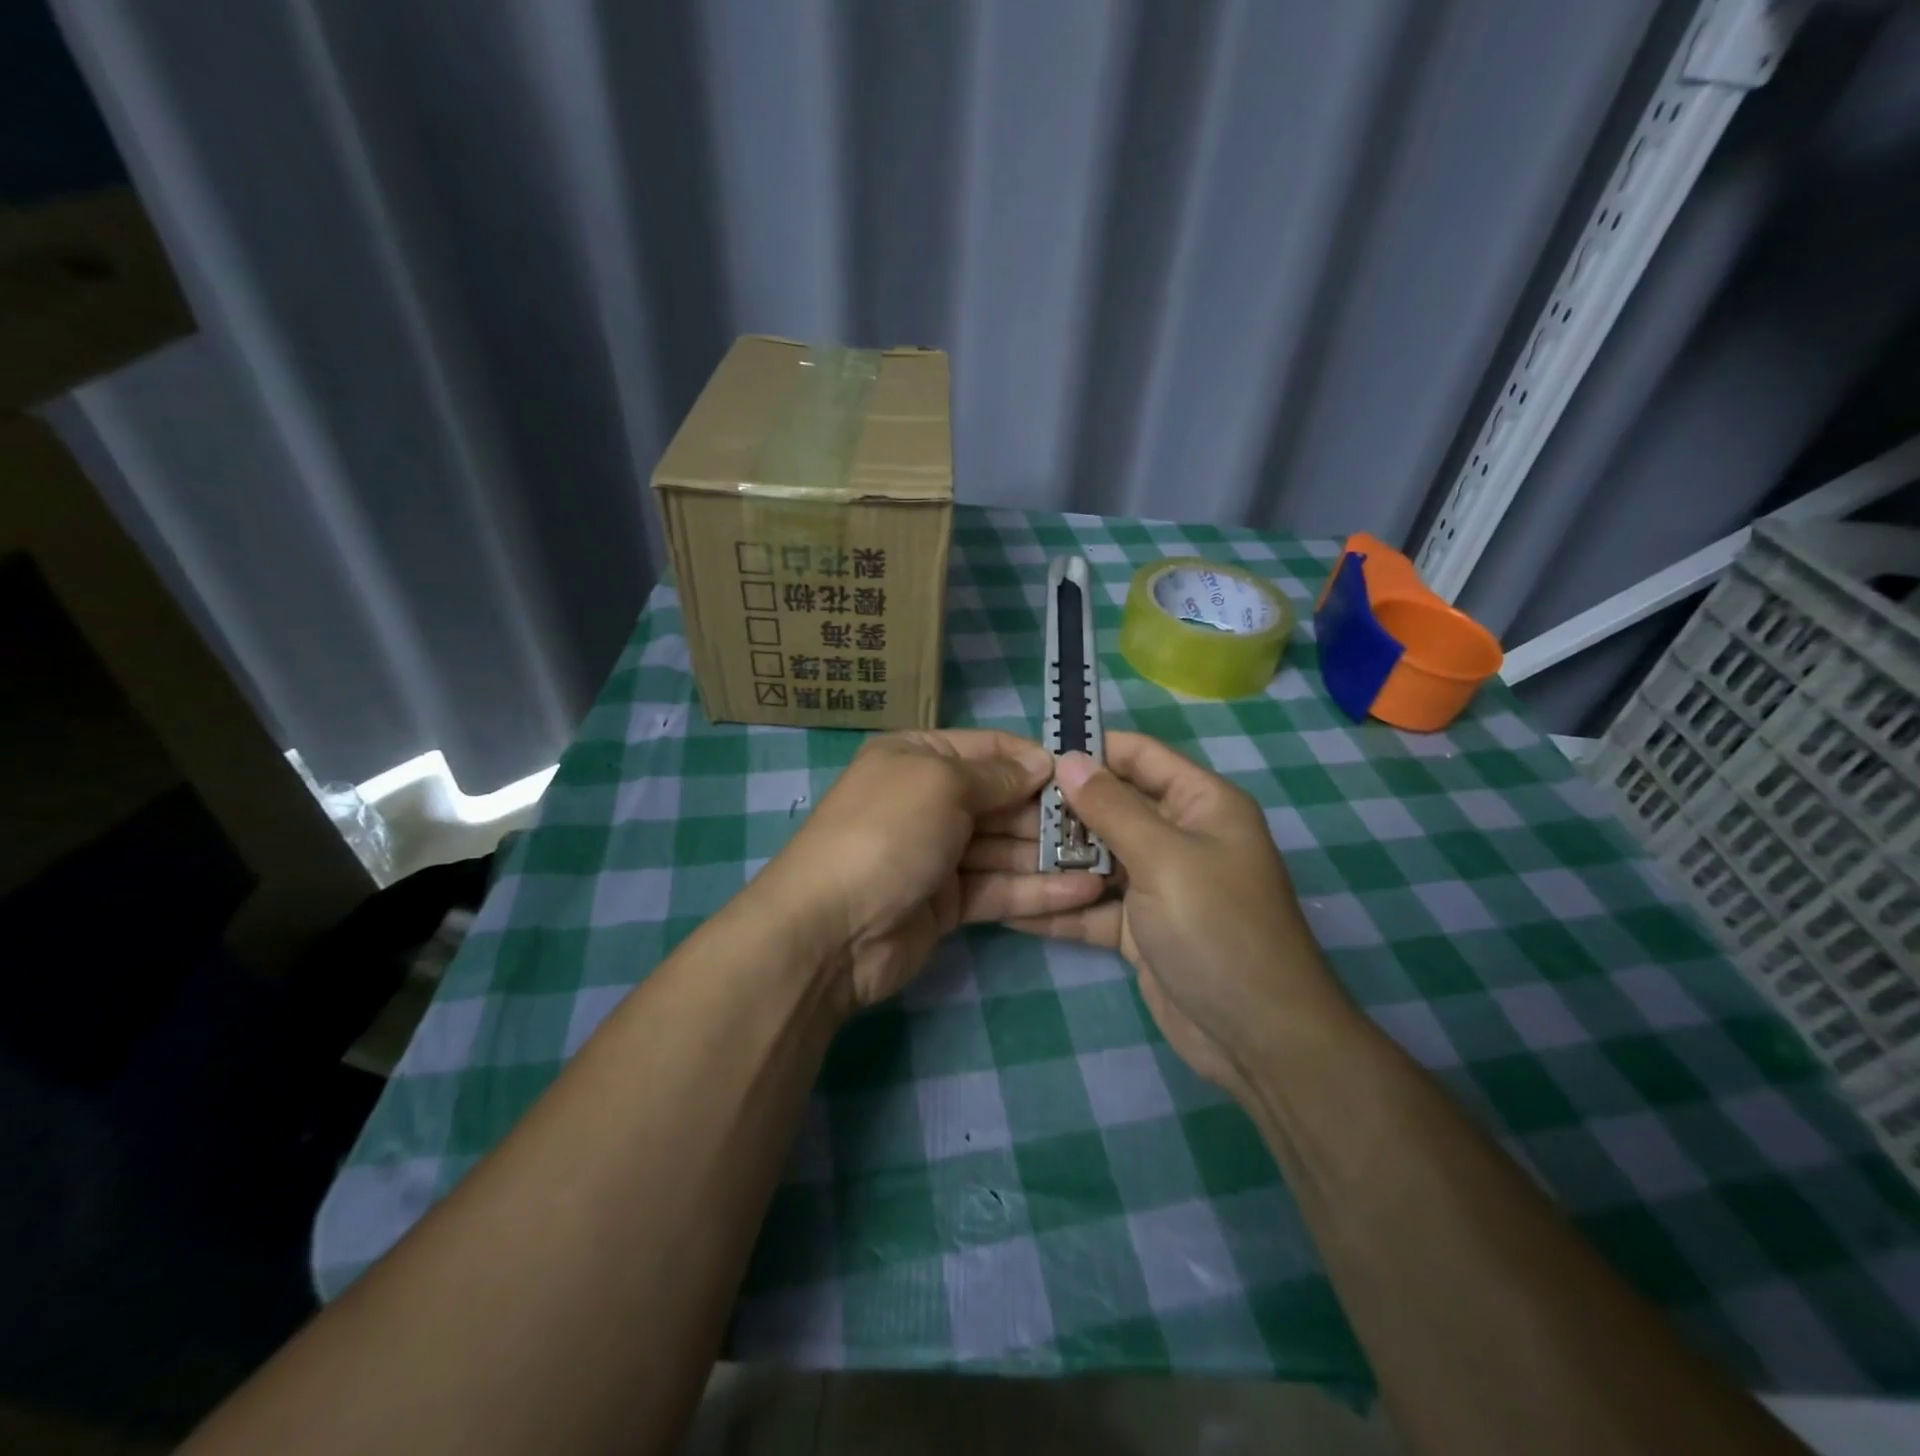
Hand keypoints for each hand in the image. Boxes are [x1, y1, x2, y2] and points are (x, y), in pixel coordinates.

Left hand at [754, 730, 1106, 1011]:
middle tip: (1107, 825)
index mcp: (919, 757)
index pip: (989, 749)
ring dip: (1052, 854)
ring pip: (1005, 847)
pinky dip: (1037, 890)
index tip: (1086, 774)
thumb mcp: (941, 784)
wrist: (830, 930)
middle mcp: (929, 799)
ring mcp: (938, 853)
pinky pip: (999, 888)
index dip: (1035, 759)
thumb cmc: (887, 833)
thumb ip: (997, 775)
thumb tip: (1041, 763)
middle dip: (1051, 811)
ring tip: (1109, 861)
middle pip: (1002, 799)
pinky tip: (1085, 892)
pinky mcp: (948, 903)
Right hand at [1006, 732, 1350, 1100]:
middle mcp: (1179, 836)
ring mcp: (1158, 885)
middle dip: (1062, 809)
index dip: (1092, 749)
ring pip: (1097, 859)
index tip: (1034, 756)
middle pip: (1112, 808)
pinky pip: (1093, 907)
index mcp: (1201, 804)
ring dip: (1054, 860)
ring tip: (994, 852)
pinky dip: (1060, 908)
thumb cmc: (1217, 928)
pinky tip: (1010, 908)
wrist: (1258, 1039)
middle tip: (1000, 809)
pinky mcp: (1140, 928)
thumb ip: (1112, 807)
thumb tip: (1069, 759)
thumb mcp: (1163, 858)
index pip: (1140, 756)